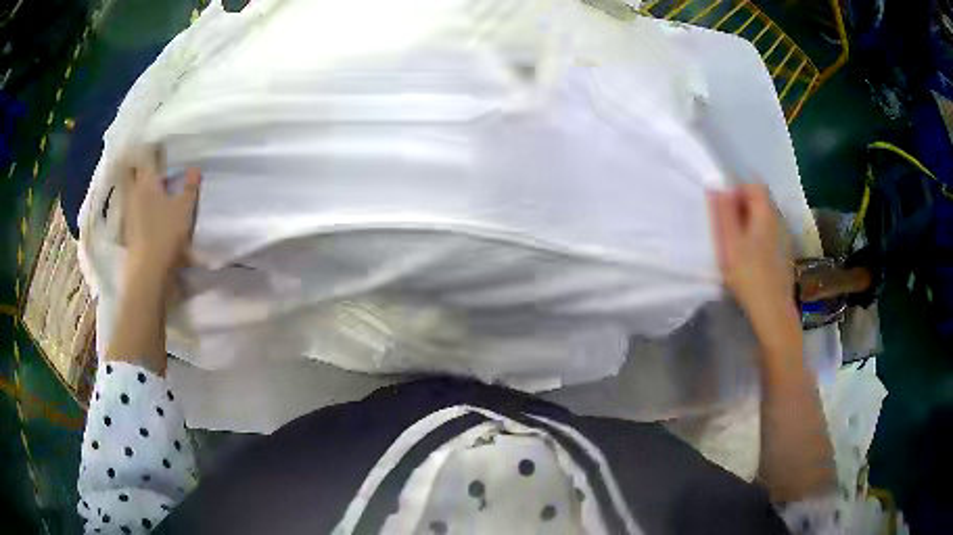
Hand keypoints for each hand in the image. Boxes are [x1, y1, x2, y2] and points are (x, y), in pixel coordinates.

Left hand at [121, 148, 201, 284]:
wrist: (148, 270)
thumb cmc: (165, 233)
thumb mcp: (184, 209)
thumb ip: (189, 187)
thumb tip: (194, 168)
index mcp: (146, 181)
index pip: (148, 155)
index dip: (153, 146)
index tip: (159, 141)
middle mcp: (133, 191)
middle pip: (131, 169)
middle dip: (136, 160)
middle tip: (145, 154)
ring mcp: (128, 209)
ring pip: (128, 186)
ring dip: (133, 179)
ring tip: (144, 177)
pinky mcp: (127, 226)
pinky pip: (129, 202)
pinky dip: (133, 197)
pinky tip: (141, 201)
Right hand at [708, 184, 798, 351]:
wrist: (772, 311)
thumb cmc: (748, 275)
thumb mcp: (730, 242)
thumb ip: (723, 212)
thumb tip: (716, 185)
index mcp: (766, 213)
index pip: (754, 185)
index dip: (736, 190)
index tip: (723, 208)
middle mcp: (778, 220)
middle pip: (760, 201)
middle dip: (741, 206)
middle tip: (725, 226)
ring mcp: (783, 238)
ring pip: (764, 219)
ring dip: (748, 223)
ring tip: (734, 243)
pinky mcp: (783, 255)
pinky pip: (768, 235)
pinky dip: (756, 237)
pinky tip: (748, 258)